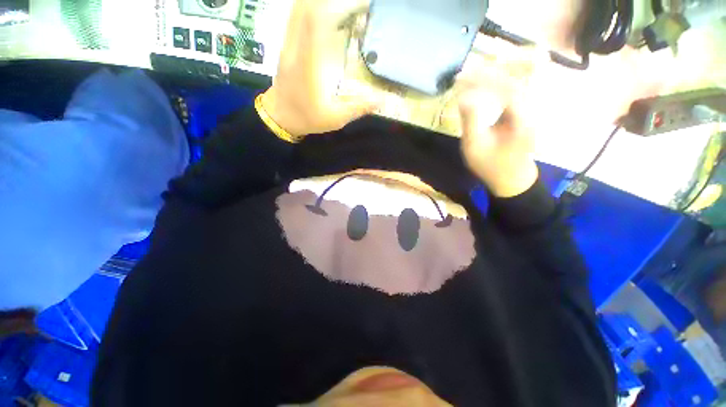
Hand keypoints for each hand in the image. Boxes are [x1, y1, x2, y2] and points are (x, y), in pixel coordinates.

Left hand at [261, 0, 379, 136]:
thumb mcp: (335, 119)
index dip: (338, 5)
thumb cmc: (307, 118)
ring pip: (301, 7)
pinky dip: (314, 8)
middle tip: (358, 6)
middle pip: (307, 6)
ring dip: (323, 2)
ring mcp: (289, 42)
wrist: (280, 116)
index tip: (362, 6)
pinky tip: (329, 13)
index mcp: (309, 64)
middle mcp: (296, 46)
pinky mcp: (288, 43)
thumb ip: (358, 108)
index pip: (317, 20)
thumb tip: (380, 100)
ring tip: (346, 8)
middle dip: (333, 1)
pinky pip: (298, 15)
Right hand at [456, 42, 668, 196]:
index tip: (461, 79)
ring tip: (475, 72)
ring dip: (498, 71)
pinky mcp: (528, 109)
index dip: (483, 79)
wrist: (512, 178)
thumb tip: (464, 96)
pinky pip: (519, 85)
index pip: (507, 87)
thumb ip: (471, 121)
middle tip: (466, 73)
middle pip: (517, 76)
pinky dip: (504, 79)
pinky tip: (489, 80)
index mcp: (522, 119)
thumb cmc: (491, 166)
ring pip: (521, 77)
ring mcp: (533, 107)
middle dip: (490, 71)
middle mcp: (533, 108)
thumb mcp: (475, 147)